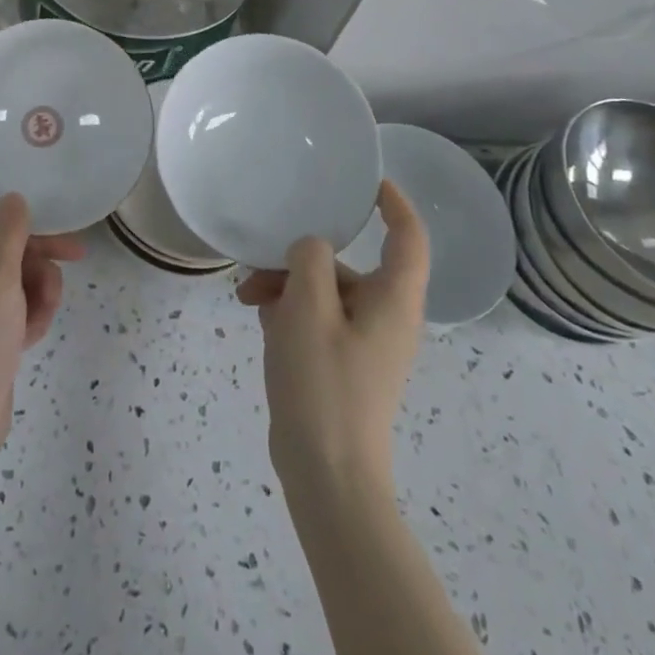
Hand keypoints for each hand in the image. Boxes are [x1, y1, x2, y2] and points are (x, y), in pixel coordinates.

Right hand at [236, 182, 429, 493]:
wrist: (327, 475)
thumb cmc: (323, 383)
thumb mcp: (307, 307)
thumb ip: (310, 259)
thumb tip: (310, 246)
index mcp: (393, 300)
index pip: (408, 237)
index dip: (394, 203)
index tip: (366, 180)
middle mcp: (386, 317)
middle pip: (347, 265)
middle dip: (301, 257)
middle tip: (257, 264)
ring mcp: (364, 343)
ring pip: (324, 291)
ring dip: (285, 285)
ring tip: (246, 298)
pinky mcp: (342, 364)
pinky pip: (317, 319)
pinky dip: (289, 312)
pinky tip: (258, 319)